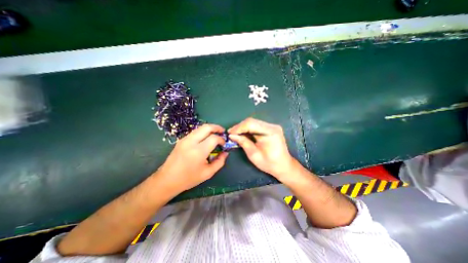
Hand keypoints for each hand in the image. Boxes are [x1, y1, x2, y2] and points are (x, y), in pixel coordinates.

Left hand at [155, 125, 228, 194]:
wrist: (167, 180)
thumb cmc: (189, 179)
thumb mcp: (208, 173)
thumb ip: (219, 162)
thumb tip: (225, 153)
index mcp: (198, 151)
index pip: (214, 138)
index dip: (221, 139)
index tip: (224, 144)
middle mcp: (191, 142)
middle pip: (206, 127)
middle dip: (217, 127)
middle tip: (222, 132)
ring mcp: (185, 139)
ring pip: (200, 128)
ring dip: (210, 129)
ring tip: (216, 134)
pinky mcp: (181, 140)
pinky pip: (195, 132)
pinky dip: (203, 132)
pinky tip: (206, 138)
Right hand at [229, 119, 292, 181]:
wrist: (284, 166)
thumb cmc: (269, 163)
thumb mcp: (254, 155)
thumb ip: (243, 142)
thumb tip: (232, 135)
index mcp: (270, 132)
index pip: (251, 124)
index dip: (238, 127)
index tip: (229, 133)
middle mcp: (272, 126)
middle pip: (252, 121)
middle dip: (240, 127)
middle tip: (231, 133)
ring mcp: (272, 126)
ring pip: (253, 122)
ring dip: (243, 128)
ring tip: (235, 134)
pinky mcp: (271, 128)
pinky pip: (256, 126)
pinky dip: (248, 129)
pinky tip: (243, 133)